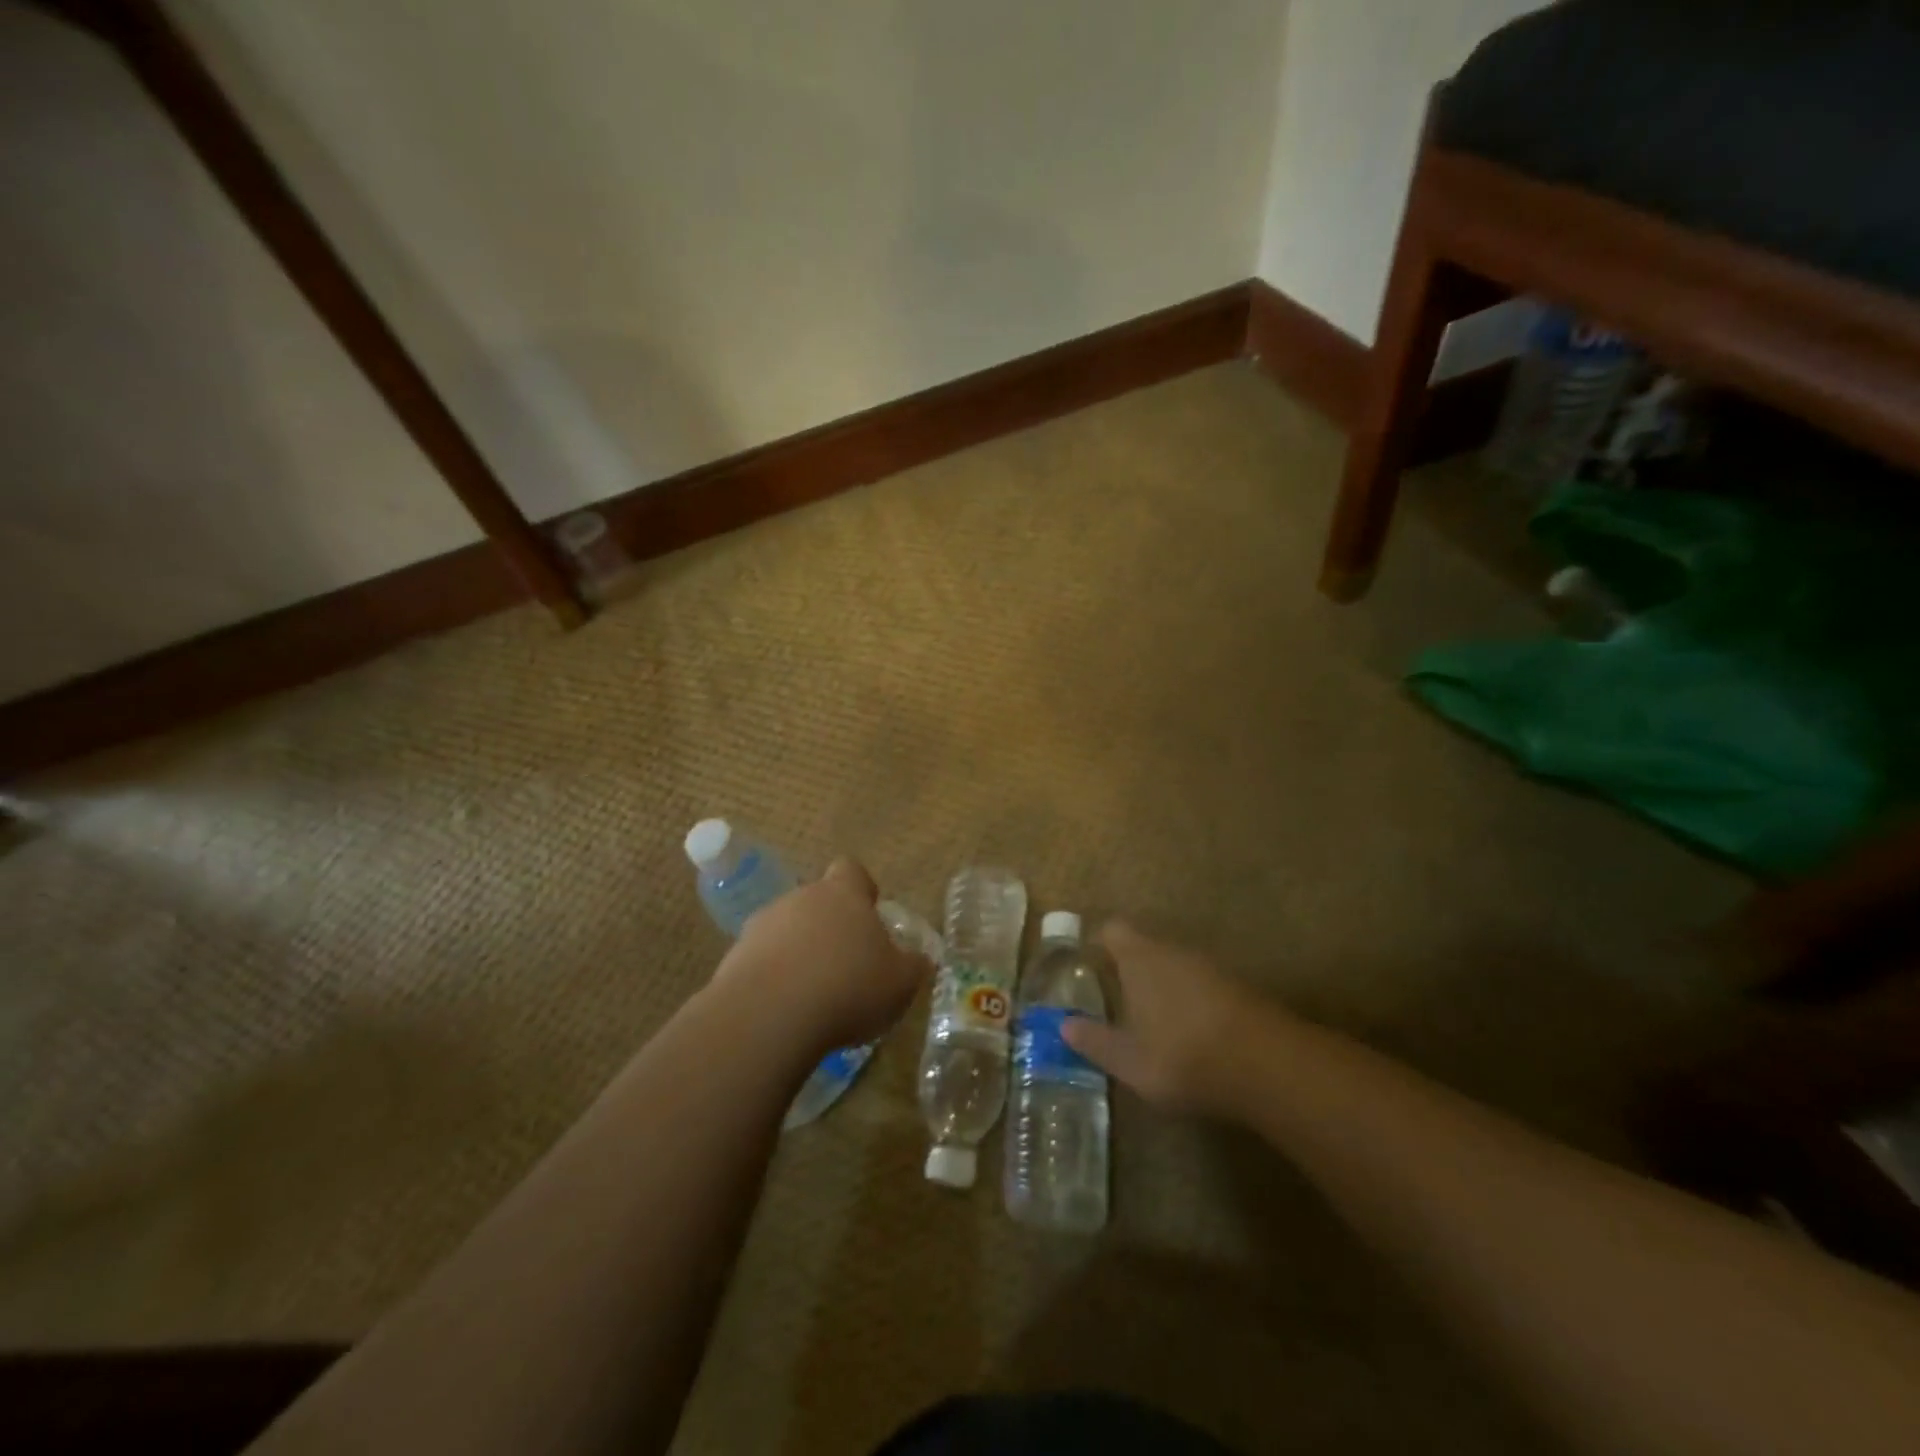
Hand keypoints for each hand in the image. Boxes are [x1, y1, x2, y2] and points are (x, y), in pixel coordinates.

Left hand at [712, 858, 932, 1055]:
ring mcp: (763, 926)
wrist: (769, 1015)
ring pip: (787, 931)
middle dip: (830, 927)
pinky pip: (762, 961)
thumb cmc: (848, 988)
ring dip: (799, 953)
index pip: (851, 870)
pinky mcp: (734, 958)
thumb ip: (912, 965)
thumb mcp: (900, 982)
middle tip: (846, 965)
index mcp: (843, 894)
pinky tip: (786, 1011)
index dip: (861, 889)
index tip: (869, 914)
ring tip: (814, 995)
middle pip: (817, 901)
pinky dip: (774, 980)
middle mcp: (801, 899)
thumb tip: (919, 958)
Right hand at [1063, 921, 1268, 1112]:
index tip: (1091, 968)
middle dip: (1132, 970)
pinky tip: (1194, 1037)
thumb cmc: (1181, 1055)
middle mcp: (1174, 951)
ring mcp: (1211, 967)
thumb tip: (1063, 1025)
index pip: (1113, 930)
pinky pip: (1203, 986)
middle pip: (1146, 947)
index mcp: (1140, 958)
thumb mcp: (1127, 1060)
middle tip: (1119, 1004)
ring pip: (1176, 967)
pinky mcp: (1240, 988)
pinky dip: (1193, 1004)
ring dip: (1165, 988)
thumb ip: (1094, 1041)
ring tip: (1155, 1026)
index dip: (1100, 944)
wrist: (1267, 1066)